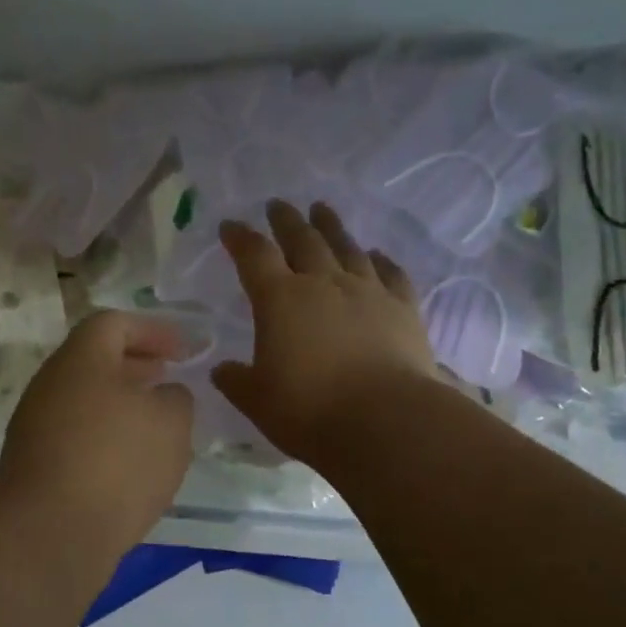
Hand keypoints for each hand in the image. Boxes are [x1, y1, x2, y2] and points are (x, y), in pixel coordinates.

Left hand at [0, 310, 194, 560]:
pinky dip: (109, 440)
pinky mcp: (38, 467)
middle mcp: (53, 385)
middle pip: (97, 362)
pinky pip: (80, 438)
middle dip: (138, 368)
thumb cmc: (116, 461)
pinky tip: (136, 466)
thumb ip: (176, 398)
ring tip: (160, 427)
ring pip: (89, 402)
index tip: (184, 350)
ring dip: (125, 407)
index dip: (153, 330)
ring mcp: (39, 427)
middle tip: (171, 380)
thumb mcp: (170, 421)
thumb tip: (164, 396)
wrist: (49, 533)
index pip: (114, 324)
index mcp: (81, 359)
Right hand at [213, 199, 439, 463]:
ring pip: (346, 247)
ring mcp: (367, 291)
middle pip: (302, 239)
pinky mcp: (403, 308)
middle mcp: (323, 283)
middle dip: (286, 220)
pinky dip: (381, 260)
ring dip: (331, 227)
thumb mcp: (258, 401)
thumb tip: (222, 370)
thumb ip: (237, 381)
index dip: (240, 238)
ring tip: (322, 211)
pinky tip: (377, 254)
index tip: (230, 226)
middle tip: (278, 205)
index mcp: (280, 299)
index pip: (254, 256)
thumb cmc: (310, 411)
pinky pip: (391, 273)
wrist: (385, 421)